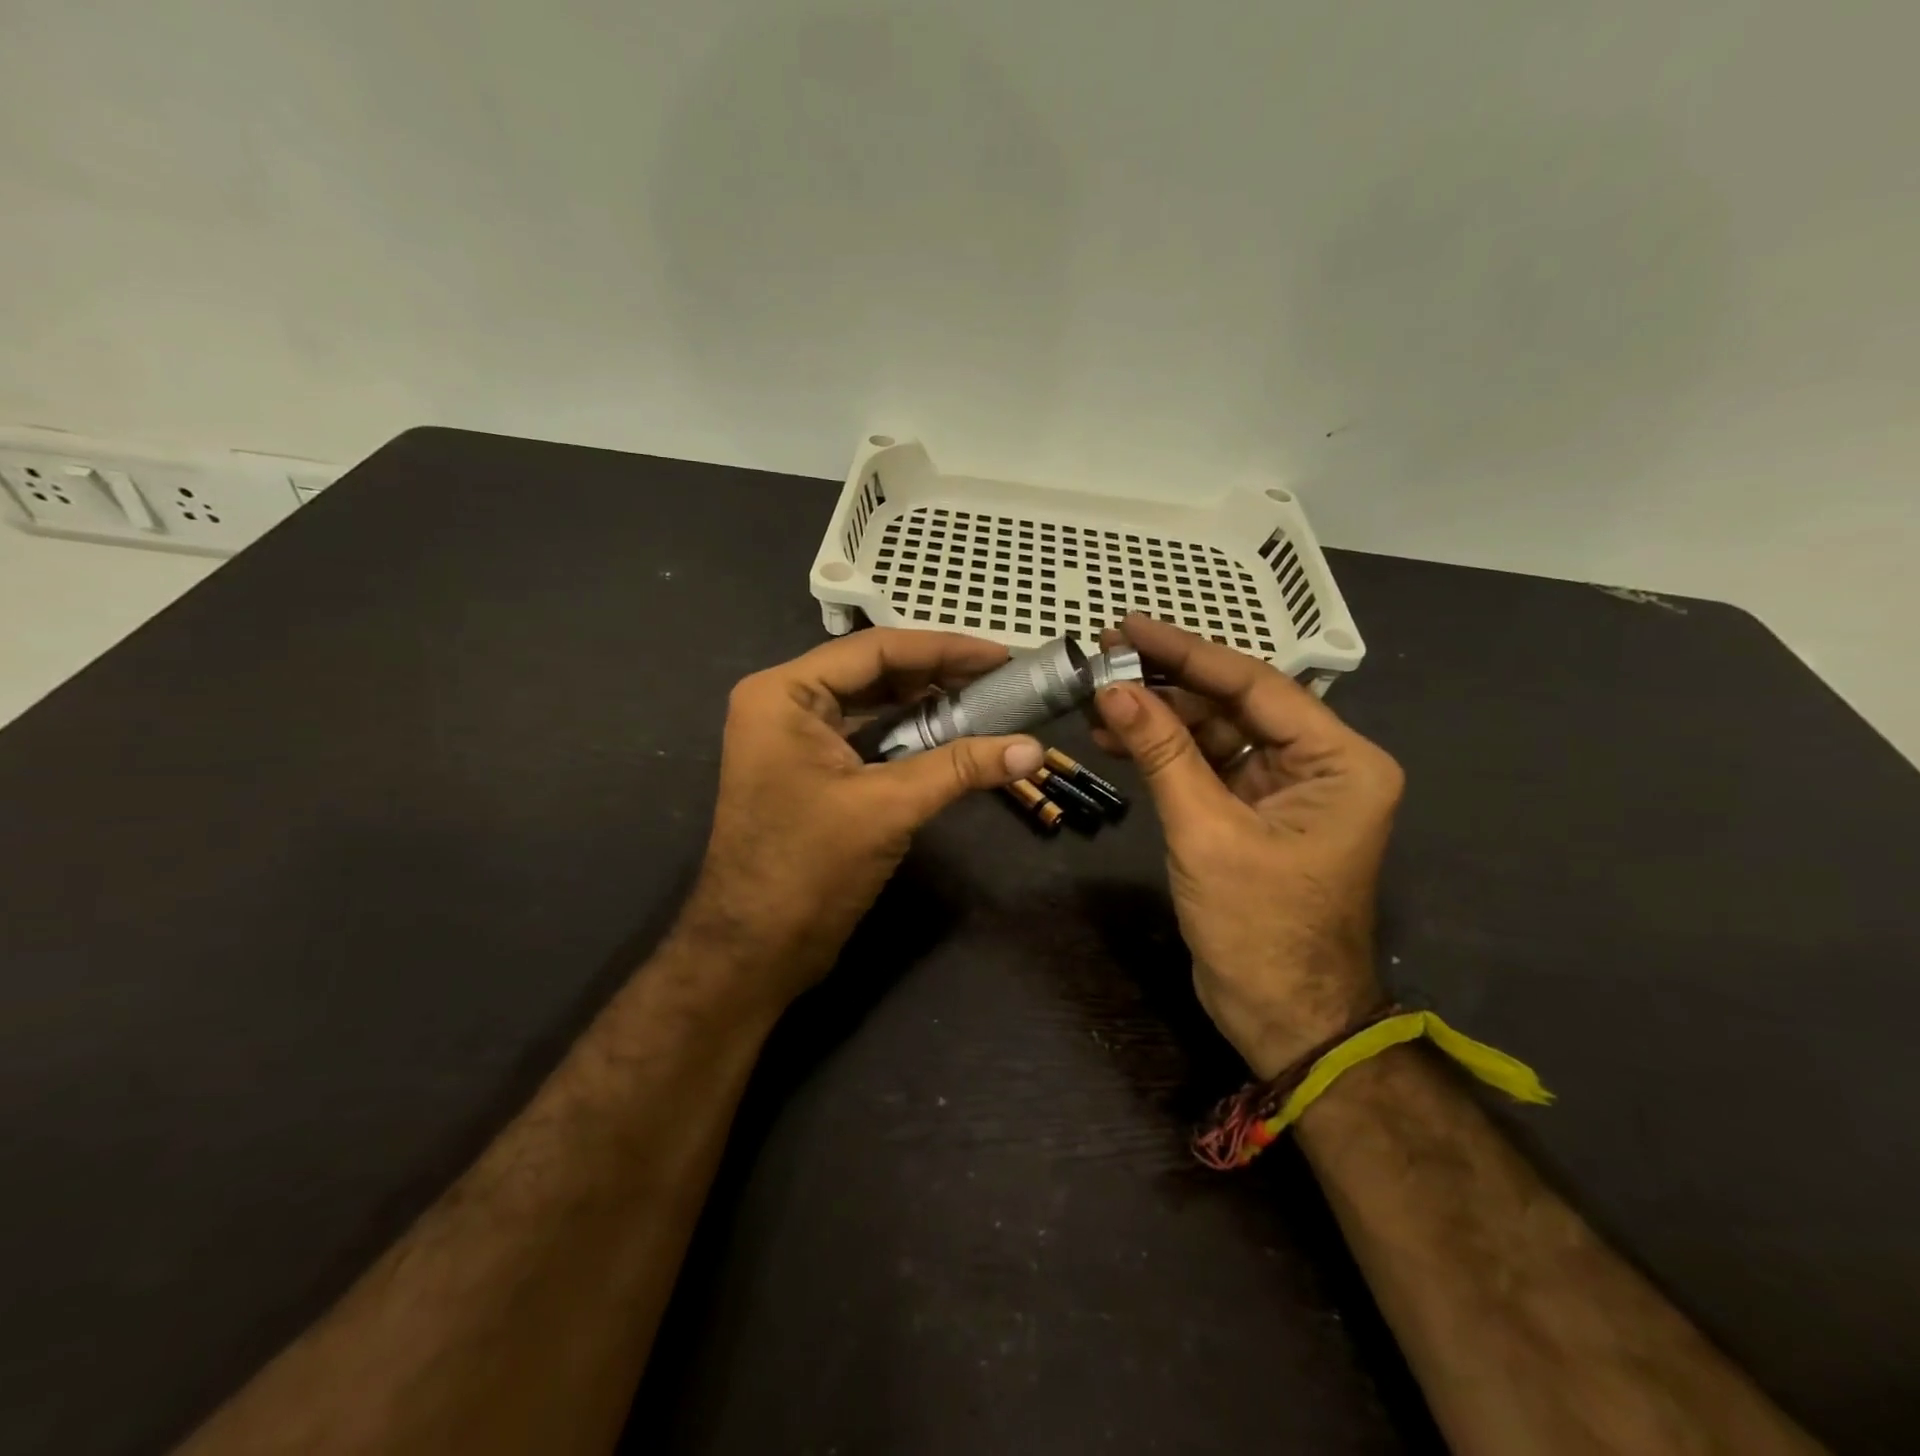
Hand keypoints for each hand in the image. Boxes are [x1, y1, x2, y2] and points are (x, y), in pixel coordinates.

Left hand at [679, 630, 1044, 1006]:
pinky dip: (909, 736)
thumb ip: (960, 769)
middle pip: (874, 673)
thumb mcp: (888, 807)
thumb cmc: (809, 868)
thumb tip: (1034, 749)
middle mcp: (785, 704)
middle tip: (1001, 679)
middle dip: (939, 675)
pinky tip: (953, 737)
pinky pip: (867, 738)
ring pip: (872, 706)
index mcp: (785, 694)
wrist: (755, 951)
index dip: (944, 649)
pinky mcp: (810, 770)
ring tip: (987, 703)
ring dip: (927, 706)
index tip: (1000, 655)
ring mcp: (795, 739)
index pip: (876, 650)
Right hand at [1094, 615, 1404, 1078]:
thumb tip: (1112, 689)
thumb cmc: (1259, 928)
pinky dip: (1164, 753)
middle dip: (1166, 685)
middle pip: (1233, 704)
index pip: (1253, 684)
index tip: (1128, 627)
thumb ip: (1162, 754)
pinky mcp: (1254, 810)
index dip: (1186, 653)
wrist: (1282, 1017)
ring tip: (1098, 703)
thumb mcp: (1206, 832)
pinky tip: (1119, 739)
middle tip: (1102, 662)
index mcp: (1338, 760)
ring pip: (1214, 732)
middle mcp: (1319, 763)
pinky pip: (1206, 765)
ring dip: (1158, 720)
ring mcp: (1285, 787)